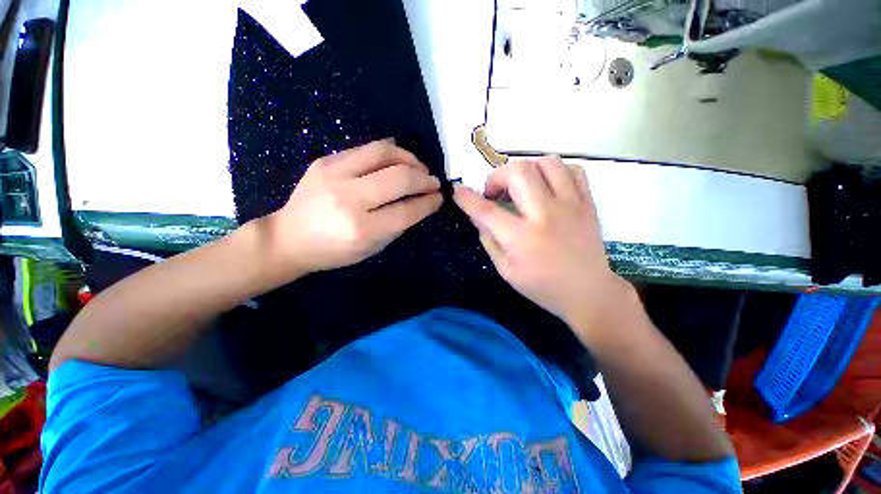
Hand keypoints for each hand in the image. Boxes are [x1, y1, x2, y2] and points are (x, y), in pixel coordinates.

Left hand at [265, 139, 442, 275]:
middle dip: (424, 178)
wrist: (289, 238)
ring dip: (409, 158)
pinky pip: (366, 148)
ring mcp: (334, 175)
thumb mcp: (372, 248)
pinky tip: (398, 158)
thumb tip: (420, 202)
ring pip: (384, 153)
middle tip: (433, 182)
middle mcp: (349, 199)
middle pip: (399, 178)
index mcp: (362, 229)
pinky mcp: (325, 161)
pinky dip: (389, 151)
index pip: (407, 210)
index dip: (429, 202)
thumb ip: (398, 225)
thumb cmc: (334, 251)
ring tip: (419, 167)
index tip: (439, 198)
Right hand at [454, 156, 627, 328]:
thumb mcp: (506, 270)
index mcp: (522, 238)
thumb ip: (488, 239)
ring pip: (547, 162)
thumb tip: (477, 215)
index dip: (467, 198)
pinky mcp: (588, 203)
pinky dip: (555, 172)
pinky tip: (547, 187)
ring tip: (521, 187)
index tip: (458, 191)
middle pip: (518, 171)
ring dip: (526, 170)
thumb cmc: (542, 286)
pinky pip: (573, 170)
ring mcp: (571, 205)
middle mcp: (546, 215)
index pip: (486, 211)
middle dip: (497, 176)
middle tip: (496, 193)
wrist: (588, 292)